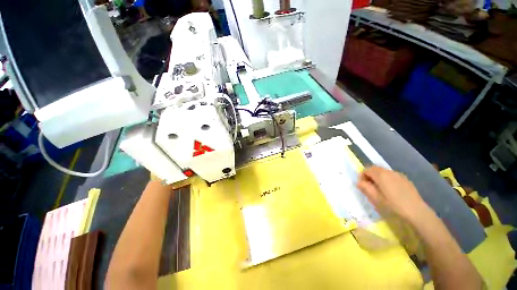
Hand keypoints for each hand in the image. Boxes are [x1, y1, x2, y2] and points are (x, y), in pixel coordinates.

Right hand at [357, 166, 430, 224]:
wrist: (417, 212)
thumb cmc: (393, 205)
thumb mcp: (376, 198)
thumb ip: (365, 188)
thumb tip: (359, 182)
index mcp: (381, 175)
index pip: (366, 170)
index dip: (362, 176)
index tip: (362, 185)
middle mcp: (389, 172)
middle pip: (375, 168)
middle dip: (369, 175)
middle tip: (369, 186)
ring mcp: (398, 175)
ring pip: (383, 171)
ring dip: (378, 177)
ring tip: (379, 188)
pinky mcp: (405, 179)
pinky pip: (391, 175)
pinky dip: (386, 179)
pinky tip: (390, 190)